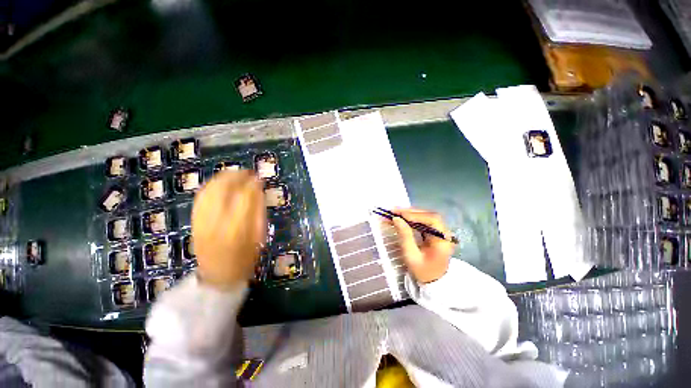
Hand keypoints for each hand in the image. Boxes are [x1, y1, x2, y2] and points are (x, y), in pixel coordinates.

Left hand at [192, 170, 265, 289]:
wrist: (217, 276)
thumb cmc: (245, 259)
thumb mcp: (259, 237)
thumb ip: (259, 212)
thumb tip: (258, 191)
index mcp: (237, 227)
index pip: (245, 197)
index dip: (253, 184)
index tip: (259, 178)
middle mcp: (216, 220)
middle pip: (224, 189)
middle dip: (237, 176)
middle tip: (247, 172)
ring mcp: (202, 220)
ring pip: (210, 190)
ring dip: (223, 178)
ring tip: (235, 173)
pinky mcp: (194, 220)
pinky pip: (200, 197)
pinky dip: (210, 185)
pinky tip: (219, 182)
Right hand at [390, 208, 453, 283]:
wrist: (433, 281)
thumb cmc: (422, 271)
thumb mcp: (411, 255)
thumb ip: (405, 236)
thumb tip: (396, 219)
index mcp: (443, 241)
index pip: (432, 220)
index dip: (416, 215)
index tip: (400, 214)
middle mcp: (445, 233)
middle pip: (429, 216)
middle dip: (410, 212)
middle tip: (394, 211)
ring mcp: (441, 232)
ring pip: (426, 216)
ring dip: (410, 214)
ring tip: (395, 213)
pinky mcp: (435, 232)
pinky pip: (424, 221)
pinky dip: (412, 218)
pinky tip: (402, 217)